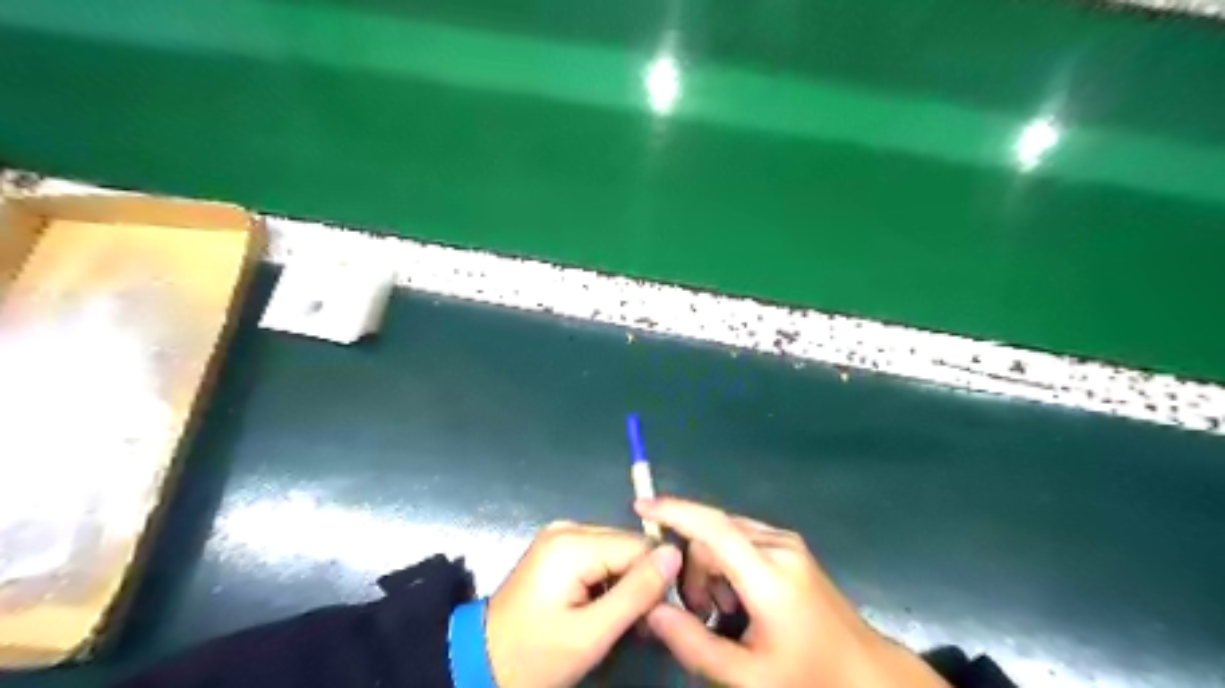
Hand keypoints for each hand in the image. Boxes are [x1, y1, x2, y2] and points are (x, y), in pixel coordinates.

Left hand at [487, 520, 677, 687]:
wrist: (482, 662)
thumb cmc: (536, 654)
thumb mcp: (591, 633)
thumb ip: (637, 592)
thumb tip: (675, 553)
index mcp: (574, 543)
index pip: (640, 546)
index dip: (656, 579)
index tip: (654, 617)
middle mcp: (568, 527)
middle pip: (627, 545)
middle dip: (639, 582)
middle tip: (635, 625)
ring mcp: (560, 534)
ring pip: (616, 551)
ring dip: (625, 583)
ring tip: (618, 621)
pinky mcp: (557, 547)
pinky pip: (599, 555)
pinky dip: (608, 580)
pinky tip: (601, 607)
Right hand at [631, 497, 944, 684]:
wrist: (866, 673)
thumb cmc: (808, 677)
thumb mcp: (748, 677)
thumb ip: (694, 644)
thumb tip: (653, 609)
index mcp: (770, 577)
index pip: (714, 529)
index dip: (675, 512)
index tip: (641, 507)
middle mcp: (779, 546)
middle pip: (713, 535)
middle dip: (693, 568)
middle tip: (701, 615)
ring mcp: (787, 542)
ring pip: (726, 535)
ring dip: (710, 567)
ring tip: (723, 613)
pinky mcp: (790, 545)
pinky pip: (742, 539)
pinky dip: (726, 562)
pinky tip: (737, 599)